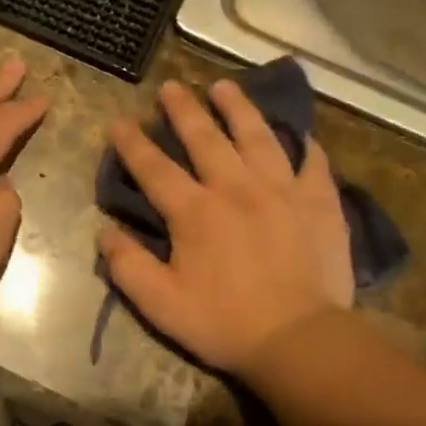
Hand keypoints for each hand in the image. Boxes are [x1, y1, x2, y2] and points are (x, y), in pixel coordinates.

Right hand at [100, 80, 353, 376]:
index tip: (120, 121)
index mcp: (195, 212)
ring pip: (258, 136)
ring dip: (238, 108)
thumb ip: (128, 266)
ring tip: (226, 86)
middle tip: (171, 87)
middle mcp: (236, 188)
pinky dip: (304, 145)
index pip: (155, 168)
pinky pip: (312, 163)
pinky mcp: (320, 202)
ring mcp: (282, 190)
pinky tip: (299, 135)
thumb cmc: (224, 323)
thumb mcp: (161, 304)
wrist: (300, 339)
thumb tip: (105, 232)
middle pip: (206, 138)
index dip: (133, 143)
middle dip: (183, 110)